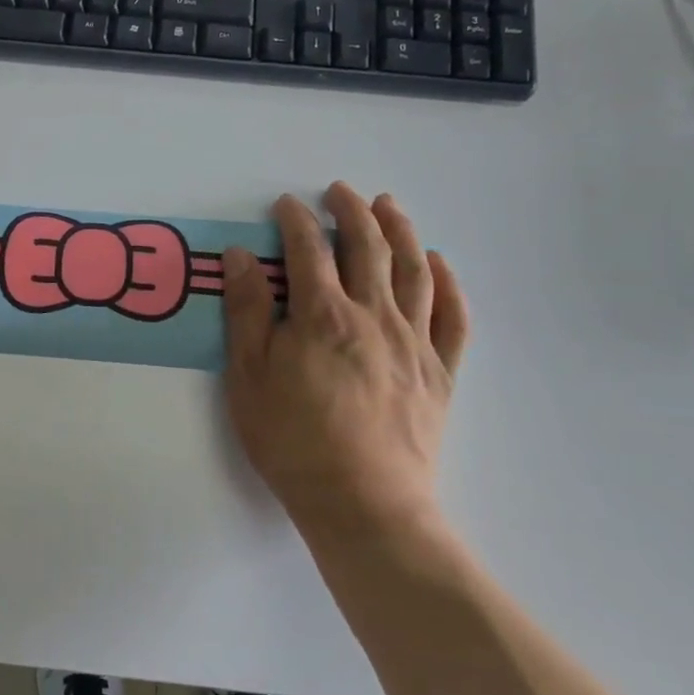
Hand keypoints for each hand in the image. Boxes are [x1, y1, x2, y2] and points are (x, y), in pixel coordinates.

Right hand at [220, 183, 468, 546]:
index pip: (307, 250)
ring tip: (389, 206)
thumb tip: (240, 256)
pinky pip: (453, 317)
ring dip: (401, 231)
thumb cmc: (292, 440)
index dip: (295, 221)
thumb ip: (247, 311)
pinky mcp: (440, 372)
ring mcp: (414, 342)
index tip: (286, 204)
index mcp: (322, 315)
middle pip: (368, 248)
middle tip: (341, 191)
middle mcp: (374, 316)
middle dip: (352, 212)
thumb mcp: (248, 376)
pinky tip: (440, 263)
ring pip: (414, 271)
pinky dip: (449, 283)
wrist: (363, 503)